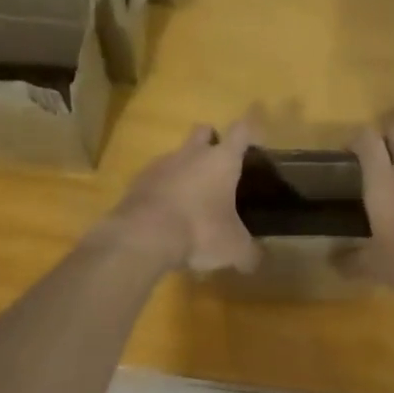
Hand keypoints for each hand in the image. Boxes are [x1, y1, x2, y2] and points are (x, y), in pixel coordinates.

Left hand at [94, 118, 262, 273]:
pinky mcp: (137, 181)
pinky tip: (166, 213)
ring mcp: (161, 164)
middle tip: (218, 166)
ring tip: (191, 199)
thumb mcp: (233, 248)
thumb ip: (249, 253)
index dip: (249, 132)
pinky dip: (163, 189)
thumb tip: (256, 261)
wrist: (142, 235)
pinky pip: (155, 178)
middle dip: (211, 141)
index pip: (241, 131)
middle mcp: (191, 154)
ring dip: (185, 169)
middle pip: (203, 131)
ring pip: (177, 155)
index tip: (254, 139)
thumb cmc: (199, 231)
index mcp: (222, 160)